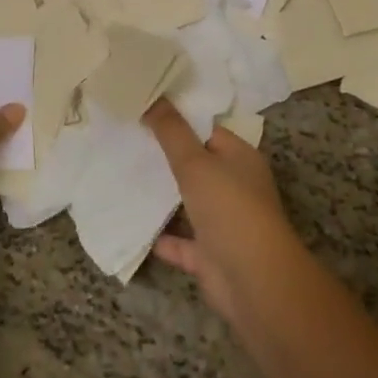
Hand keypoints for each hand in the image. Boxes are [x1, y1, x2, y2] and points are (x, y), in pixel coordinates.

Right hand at [144, 99, 309, 330]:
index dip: (179, 121)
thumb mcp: (195, 161)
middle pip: (197, 167)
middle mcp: (235, 187)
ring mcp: (224, 223)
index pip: (207, 131)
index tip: (145, 111)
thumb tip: (153, 96)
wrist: (253, 281)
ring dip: (163, 197)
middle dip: (166, 158)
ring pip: (188, 204)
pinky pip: (181, 242)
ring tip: (124, 177)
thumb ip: (171, 131)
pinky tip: (135, 226)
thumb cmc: (229, 208)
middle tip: (127, 141)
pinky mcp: (211, 256)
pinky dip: (162, 237)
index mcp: (240, 158)